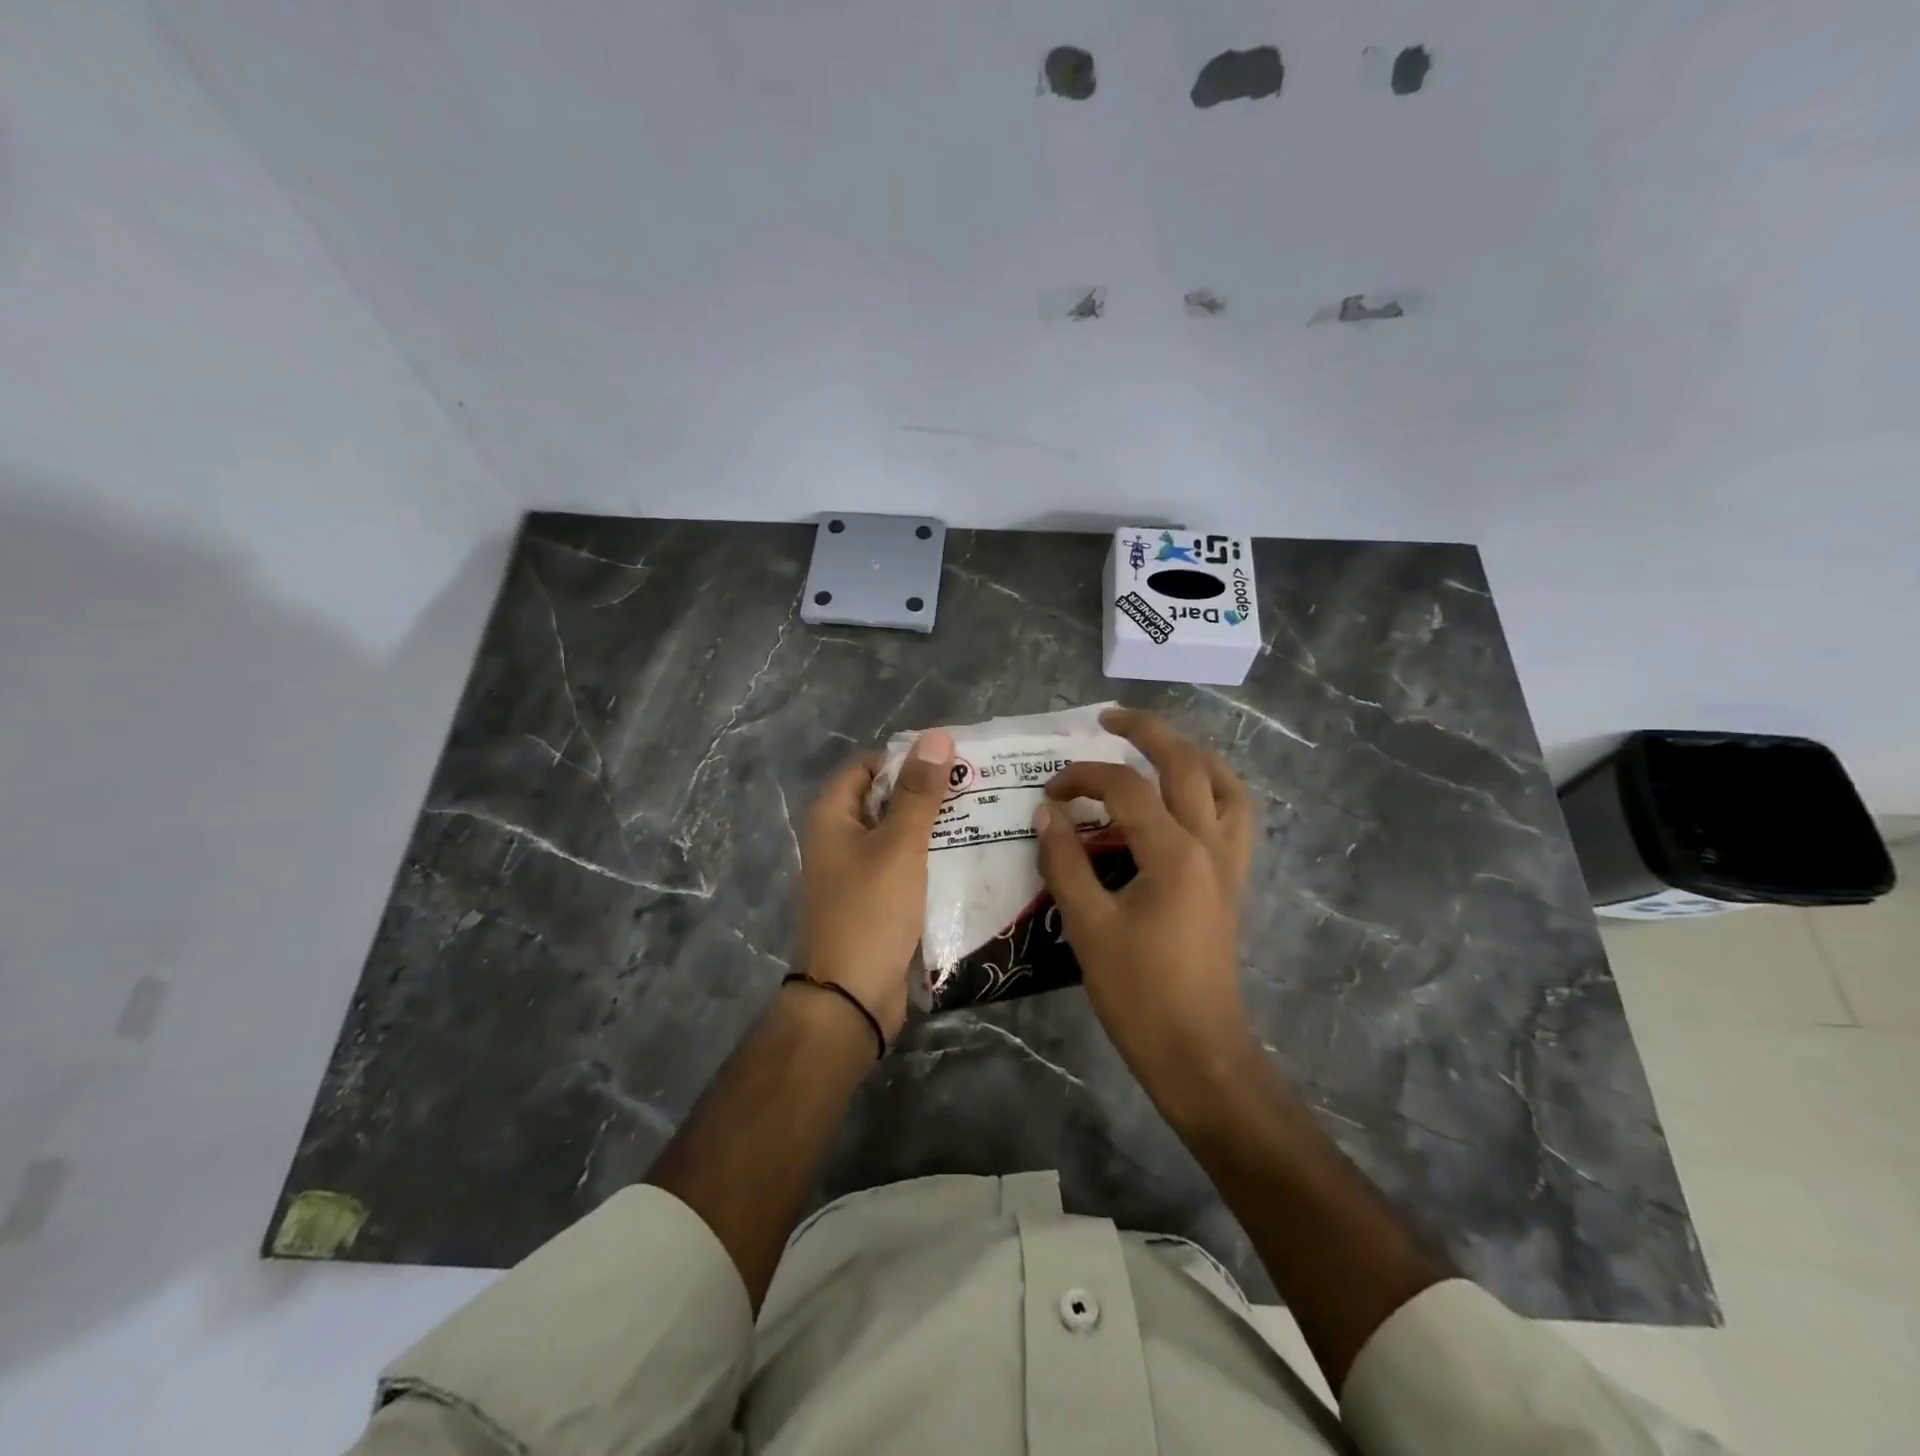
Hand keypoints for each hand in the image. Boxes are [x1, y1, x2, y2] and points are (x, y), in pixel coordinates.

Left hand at [798, 729, 954, 1038]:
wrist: (851, 998)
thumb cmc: (870, 911)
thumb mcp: (899, 845)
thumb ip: (919, 793)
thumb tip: (936, 736)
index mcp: (832, 818)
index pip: (867, 767)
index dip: (904, 758)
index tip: (949, 760)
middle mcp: (839, 841)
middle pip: (885, 800)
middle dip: (926, 793)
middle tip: (976, 787)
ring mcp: (857, 875)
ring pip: (899, 837)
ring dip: (933, 828)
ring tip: (982, 817)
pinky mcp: (876, 903)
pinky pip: (905, 869)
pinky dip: (931, 860)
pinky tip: (969, 859)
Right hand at [1033, 708, 1255, 1104]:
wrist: (1198, 1050)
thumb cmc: (1139, 993)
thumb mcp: (1088, 926)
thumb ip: (1064, 862)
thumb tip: (1046, 813)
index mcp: (1173, 852)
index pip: (1123, 788)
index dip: (1081, 778)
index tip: (1048, 792)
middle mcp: (1209, 844)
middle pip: (1186, 764)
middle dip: (1147, 731)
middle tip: (1110, 717)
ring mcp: (1230, 862)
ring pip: (1225, 784)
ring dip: (1191, 754)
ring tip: (1157, 746)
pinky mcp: (1233, 881)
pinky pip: (1235, 816)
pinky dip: (1213, 789)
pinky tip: (1186, 798)